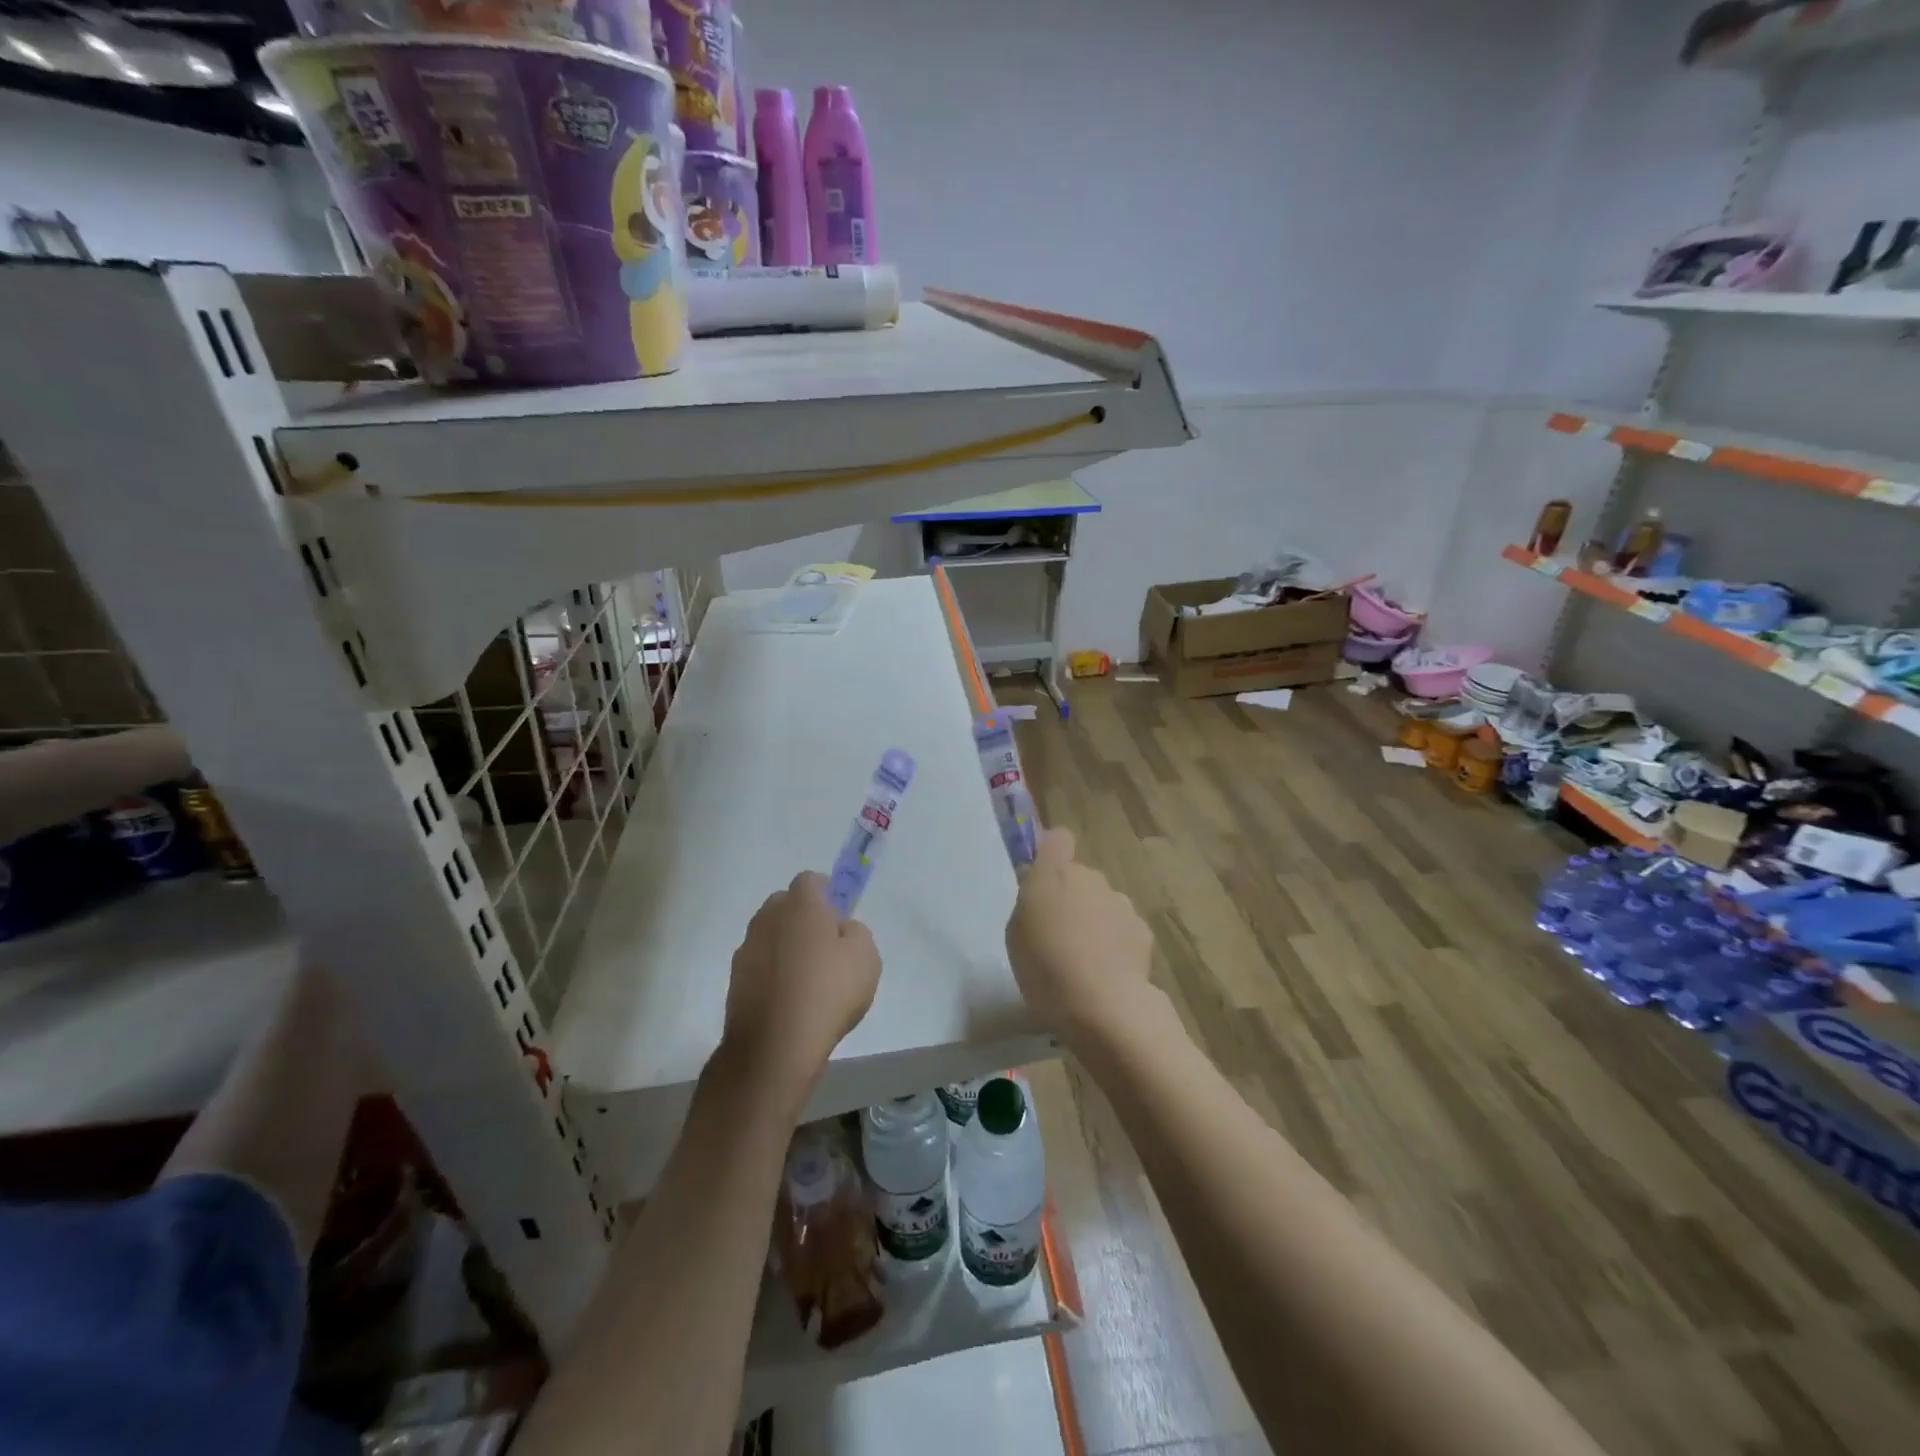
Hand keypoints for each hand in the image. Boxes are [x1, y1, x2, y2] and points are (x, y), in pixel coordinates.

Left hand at [721, 871, 880, 1096]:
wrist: (774, 1046)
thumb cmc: (828, 992)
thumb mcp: (866, 957)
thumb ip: (855, 932)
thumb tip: (840, 929)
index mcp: (800, 904)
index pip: (811, 880)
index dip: (827, 894)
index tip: (839, 918)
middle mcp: (768, 917)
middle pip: (786, 905)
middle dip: (803, 917)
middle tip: (826, 947)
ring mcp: (747, 948)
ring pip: (771, 935)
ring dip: (786, 946)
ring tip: (807, 979)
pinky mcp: (734, 979)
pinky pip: (760, 964)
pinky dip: (772, 973)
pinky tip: (789, 1000)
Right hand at [1005, 828, 1154, 1044]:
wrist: (1102, 1003)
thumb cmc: (1045, 967)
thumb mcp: (1016, 934)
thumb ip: (1029, 904)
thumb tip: (1042, 894)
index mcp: (1053, 874)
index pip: (1058, 839)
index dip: (1052, 852)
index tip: (1044, 877)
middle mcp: (1090, 878)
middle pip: (1080, 876)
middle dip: (1071, 897)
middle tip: (1058, 934)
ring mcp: (1120, 902)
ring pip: (1102, 902)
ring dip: (1094, 920)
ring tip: (1084, 960)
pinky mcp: (1142, 929)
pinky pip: (1122, 928)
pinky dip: (1116, 942)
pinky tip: (1107, 972)